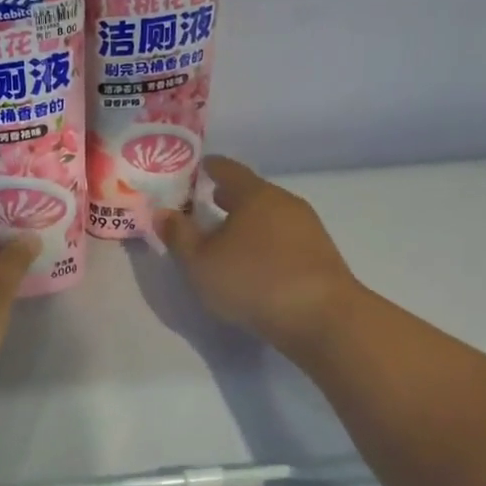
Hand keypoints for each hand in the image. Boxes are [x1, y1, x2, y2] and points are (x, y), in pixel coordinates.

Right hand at [156, 156, 362, 357]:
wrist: (321, 316)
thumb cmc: (252, 281)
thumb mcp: (201, 263)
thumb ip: (179, 236)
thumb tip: (163, 212)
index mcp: (254, 195)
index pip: (229, 170)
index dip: (212, 168)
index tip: (200, 168)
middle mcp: (284, 203)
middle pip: (253, 193)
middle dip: (230, 197)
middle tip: (209, 202)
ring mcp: (308, 228)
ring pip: (270, 216)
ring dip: (249, 222)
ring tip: (230, 236)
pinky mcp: (320, 255)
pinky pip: (285, 238)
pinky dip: (267, 242)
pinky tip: (257, 262)